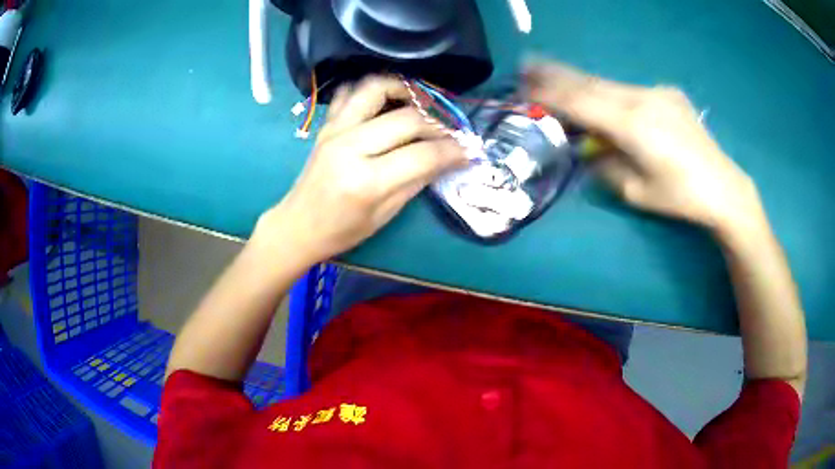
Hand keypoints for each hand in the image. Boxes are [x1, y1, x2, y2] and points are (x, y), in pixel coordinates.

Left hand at [255, 76, 466, 262]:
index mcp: (366, 181)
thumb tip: (448, 158)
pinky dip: (371, 90)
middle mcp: (350, 147)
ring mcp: (335, 130)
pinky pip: (349, 92)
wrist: (298, 225)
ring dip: (405, 89)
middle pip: (407, 118)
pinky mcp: (327, 124)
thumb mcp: (385, 215)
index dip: (452, 150)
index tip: (468, 151)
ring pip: (375, 88)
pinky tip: (386, 101)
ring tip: (421, 103)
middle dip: (438, 124)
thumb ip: (418, 181)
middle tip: (450, 133)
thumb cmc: (342, 230)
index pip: (422, 154)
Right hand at [523, 61, 762, 234]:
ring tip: (553, 72)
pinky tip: (600, 96)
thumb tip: (589, 149)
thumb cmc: (680, 197)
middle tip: (527, 63)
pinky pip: (629, 90)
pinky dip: (607, 91)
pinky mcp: (667, 94)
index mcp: (632, 125)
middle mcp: (641, 99)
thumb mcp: (635, 192)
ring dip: (580, 81)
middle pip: (590, 83)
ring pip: (608, 84)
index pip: (580, 103)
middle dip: (556, 74)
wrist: (723, 187)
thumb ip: (605, 166)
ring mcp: (656, 92)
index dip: (550, 94)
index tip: (524, 85)